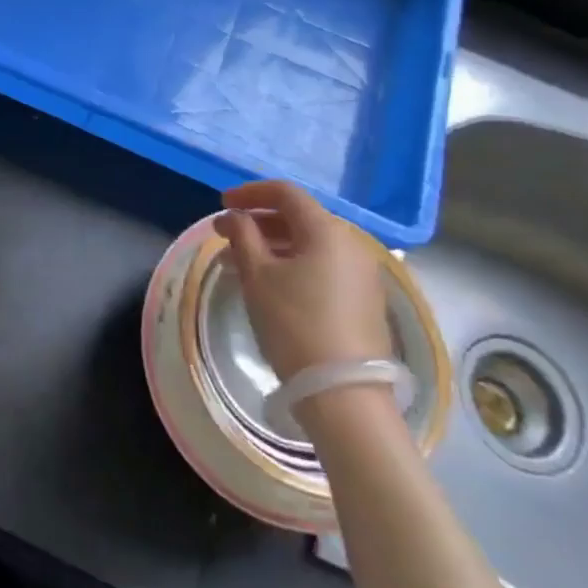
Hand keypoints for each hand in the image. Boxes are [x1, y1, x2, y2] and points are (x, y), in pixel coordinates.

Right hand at [214, 180, 388, 380]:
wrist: (343, 394)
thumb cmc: (294, 324)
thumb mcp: (257, 276)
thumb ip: (243, 236)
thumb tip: (235, 217)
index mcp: (327, 231)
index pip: (286, 193)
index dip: (250, 193)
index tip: (222, 204)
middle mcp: (351, 244)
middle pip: (300, 217)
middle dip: (260, 221)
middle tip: (227, 234)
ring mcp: (363, 273)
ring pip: (311, 244)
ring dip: (275, 244)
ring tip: (242, 261)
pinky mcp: (365, 300)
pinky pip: (324, 266)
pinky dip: (295, 264)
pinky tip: (272, 283)